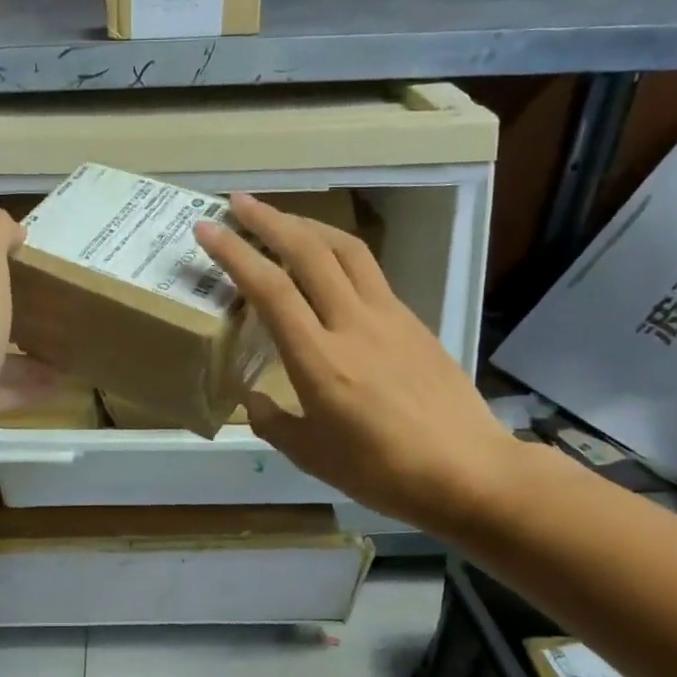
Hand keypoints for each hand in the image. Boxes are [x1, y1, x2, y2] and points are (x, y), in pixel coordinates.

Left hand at [0, 207, 60, 461]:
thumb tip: (13, 227)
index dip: (9, 268)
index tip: (46, 272)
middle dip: (24, 313)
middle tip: (63, 314)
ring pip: (0, 355)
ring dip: (32, 354)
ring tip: (69, 352)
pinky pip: (4, 390)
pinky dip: (31, 387)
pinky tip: (60, 386)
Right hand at [194, 193, 521, 533]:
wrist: (470, 472)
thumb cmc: (383, 471)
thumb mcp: (311, 456)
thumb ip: (272, 421)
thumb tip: (253, 398)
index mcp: (319, 359)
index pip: (270, 289)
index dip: (234, 253)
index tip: (206, 228)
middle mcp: (353, 323)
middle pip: (309, 251)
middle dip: (269, 219)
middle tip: (238, 203)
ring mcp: (389, 316)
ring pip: (346, 250)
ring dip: (308, 225)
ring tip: (282, 219)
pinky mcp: (413, 320)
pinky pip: (369, 272)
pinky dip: (338, 253)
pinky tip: (328, 266)